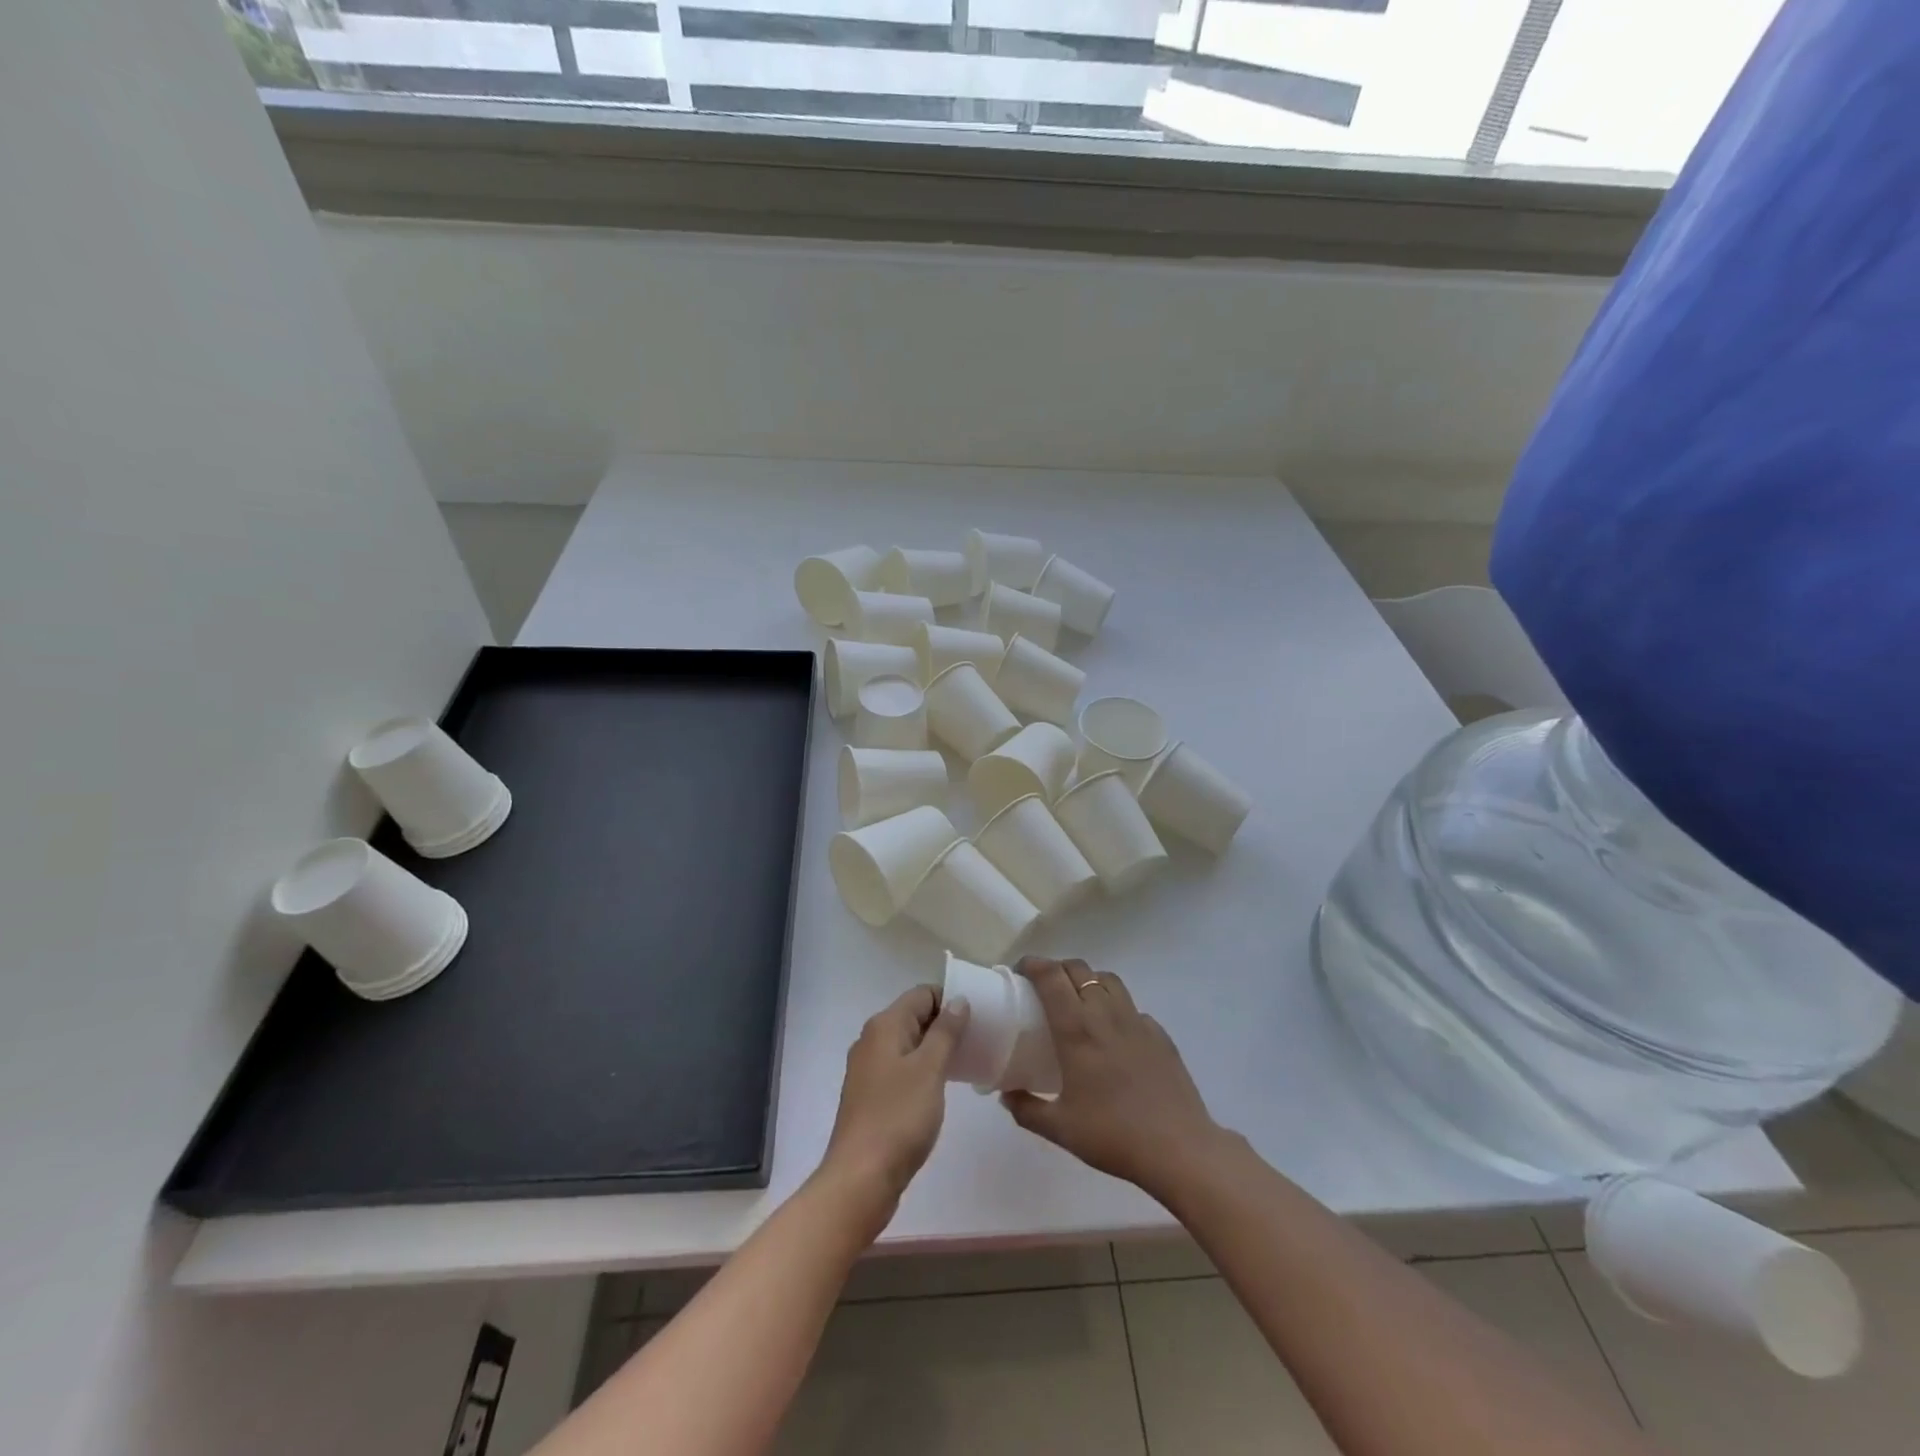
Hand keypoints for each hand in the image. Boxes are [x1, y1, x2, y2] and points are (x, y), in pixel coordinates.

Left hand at [819, 985, 969, 1223]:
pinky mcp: (870, 1095)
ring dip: (935, 1048)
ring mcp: (868, 1069)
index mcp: (884, 1026)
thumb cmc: (899, 1117)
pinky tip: (941, 1087)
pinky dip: (922, 1069)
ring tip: (966, 1061)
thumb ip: (945, 1031)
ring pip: (908, 1044)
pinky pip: (901, 1068)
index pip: (922, 994)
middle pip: (914, 1016)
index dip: (951, 999)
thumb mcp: (930, 1069)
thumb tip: (958, 1000)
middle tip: (979, 1039)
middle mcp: (871, 1040)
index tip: (979, 1017)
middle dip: (945, 1024)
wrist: (860, 1178)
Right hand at [1001, 957, 1228, 1200]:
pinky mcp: (1160, 1034)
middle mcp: (1105, 1013)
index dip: (1032, 964)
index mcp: (1077, 1028)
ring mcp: (1137, 1021)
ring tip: (1079, 1002)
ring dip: (1088, 980)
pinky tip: (1114, 1035)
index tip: (1019, 972)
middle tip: (1044, 988)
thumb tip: (1007, 1095)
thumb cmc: (1112, 1135)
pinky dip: (1116, 1008)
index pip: (1051, 976)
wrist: (1178, 1148)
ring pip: (1108, 980)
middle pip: (1078, 969)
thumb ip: (1027, 1109)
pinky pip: (1132, 1007)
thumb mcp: (1060, 1129)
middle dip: (1057, 969)